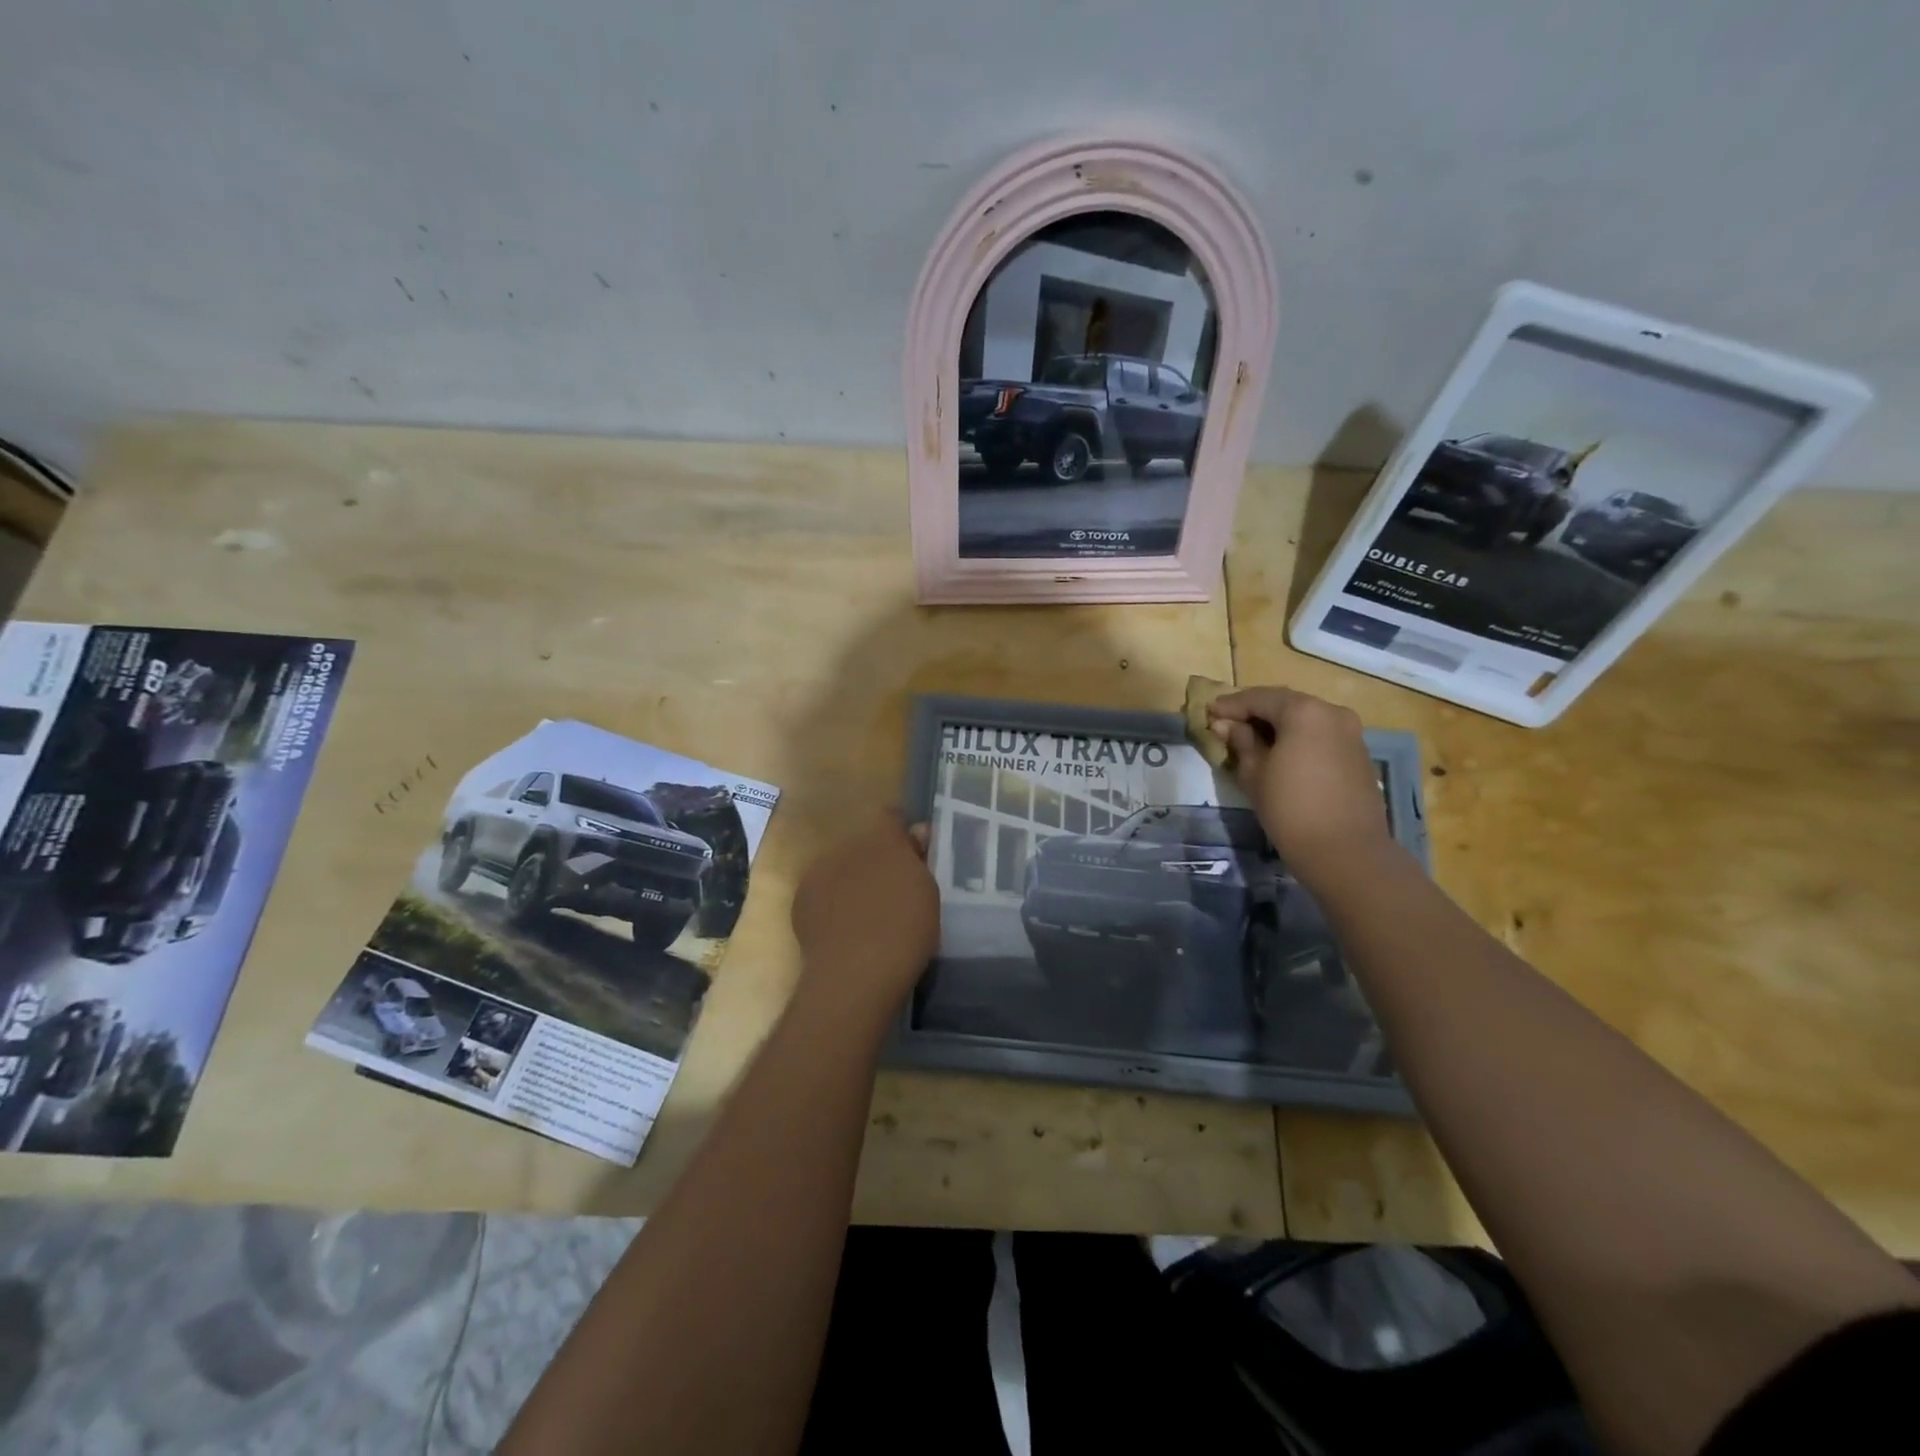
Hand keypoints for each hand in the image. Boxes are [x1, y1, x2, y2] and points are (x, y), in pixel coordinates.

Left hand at [790, 812, 938, 1011]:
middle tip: (890, 891)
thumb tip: (916, 832)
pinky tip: (842, 930)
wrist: (854, 974)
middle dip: (875, 860)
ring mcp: (819, 872)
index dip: (901, 833)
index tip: (912, 853)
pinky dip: (831, 904)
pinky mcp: (800, 901)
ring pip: (840, 868)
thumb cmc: (905, 930)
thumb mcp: (928, 893)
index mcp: (882, 839)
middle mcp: (847, 846)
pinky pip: (822, 893)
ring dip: (851, 880)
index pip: (891, 817)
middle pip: (864, 844)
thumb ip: (918, 858)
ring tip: (864, 915)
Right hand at [1207, 686, 1391, 877]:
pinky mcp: (1359, 754)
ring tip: (1251, 740)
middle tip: (1228, 723)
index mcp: (1304, 712)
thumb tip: (1225, 725)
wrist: (1346, 851)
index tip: (1209, 712)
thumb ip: (1241, 742)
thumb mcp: (1254, 773)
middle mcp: (1332, 713)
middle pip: (1286, 704)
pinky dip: (1298, 738)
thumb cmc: (1291, 809)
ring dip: (1278, 725)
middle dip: (1255, 712)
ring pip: (1306, 719)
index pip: (1259, 698)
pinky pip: (1321, 735)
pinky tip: (1281, 754)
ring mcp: (1351, 733)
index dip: (1231, 705)